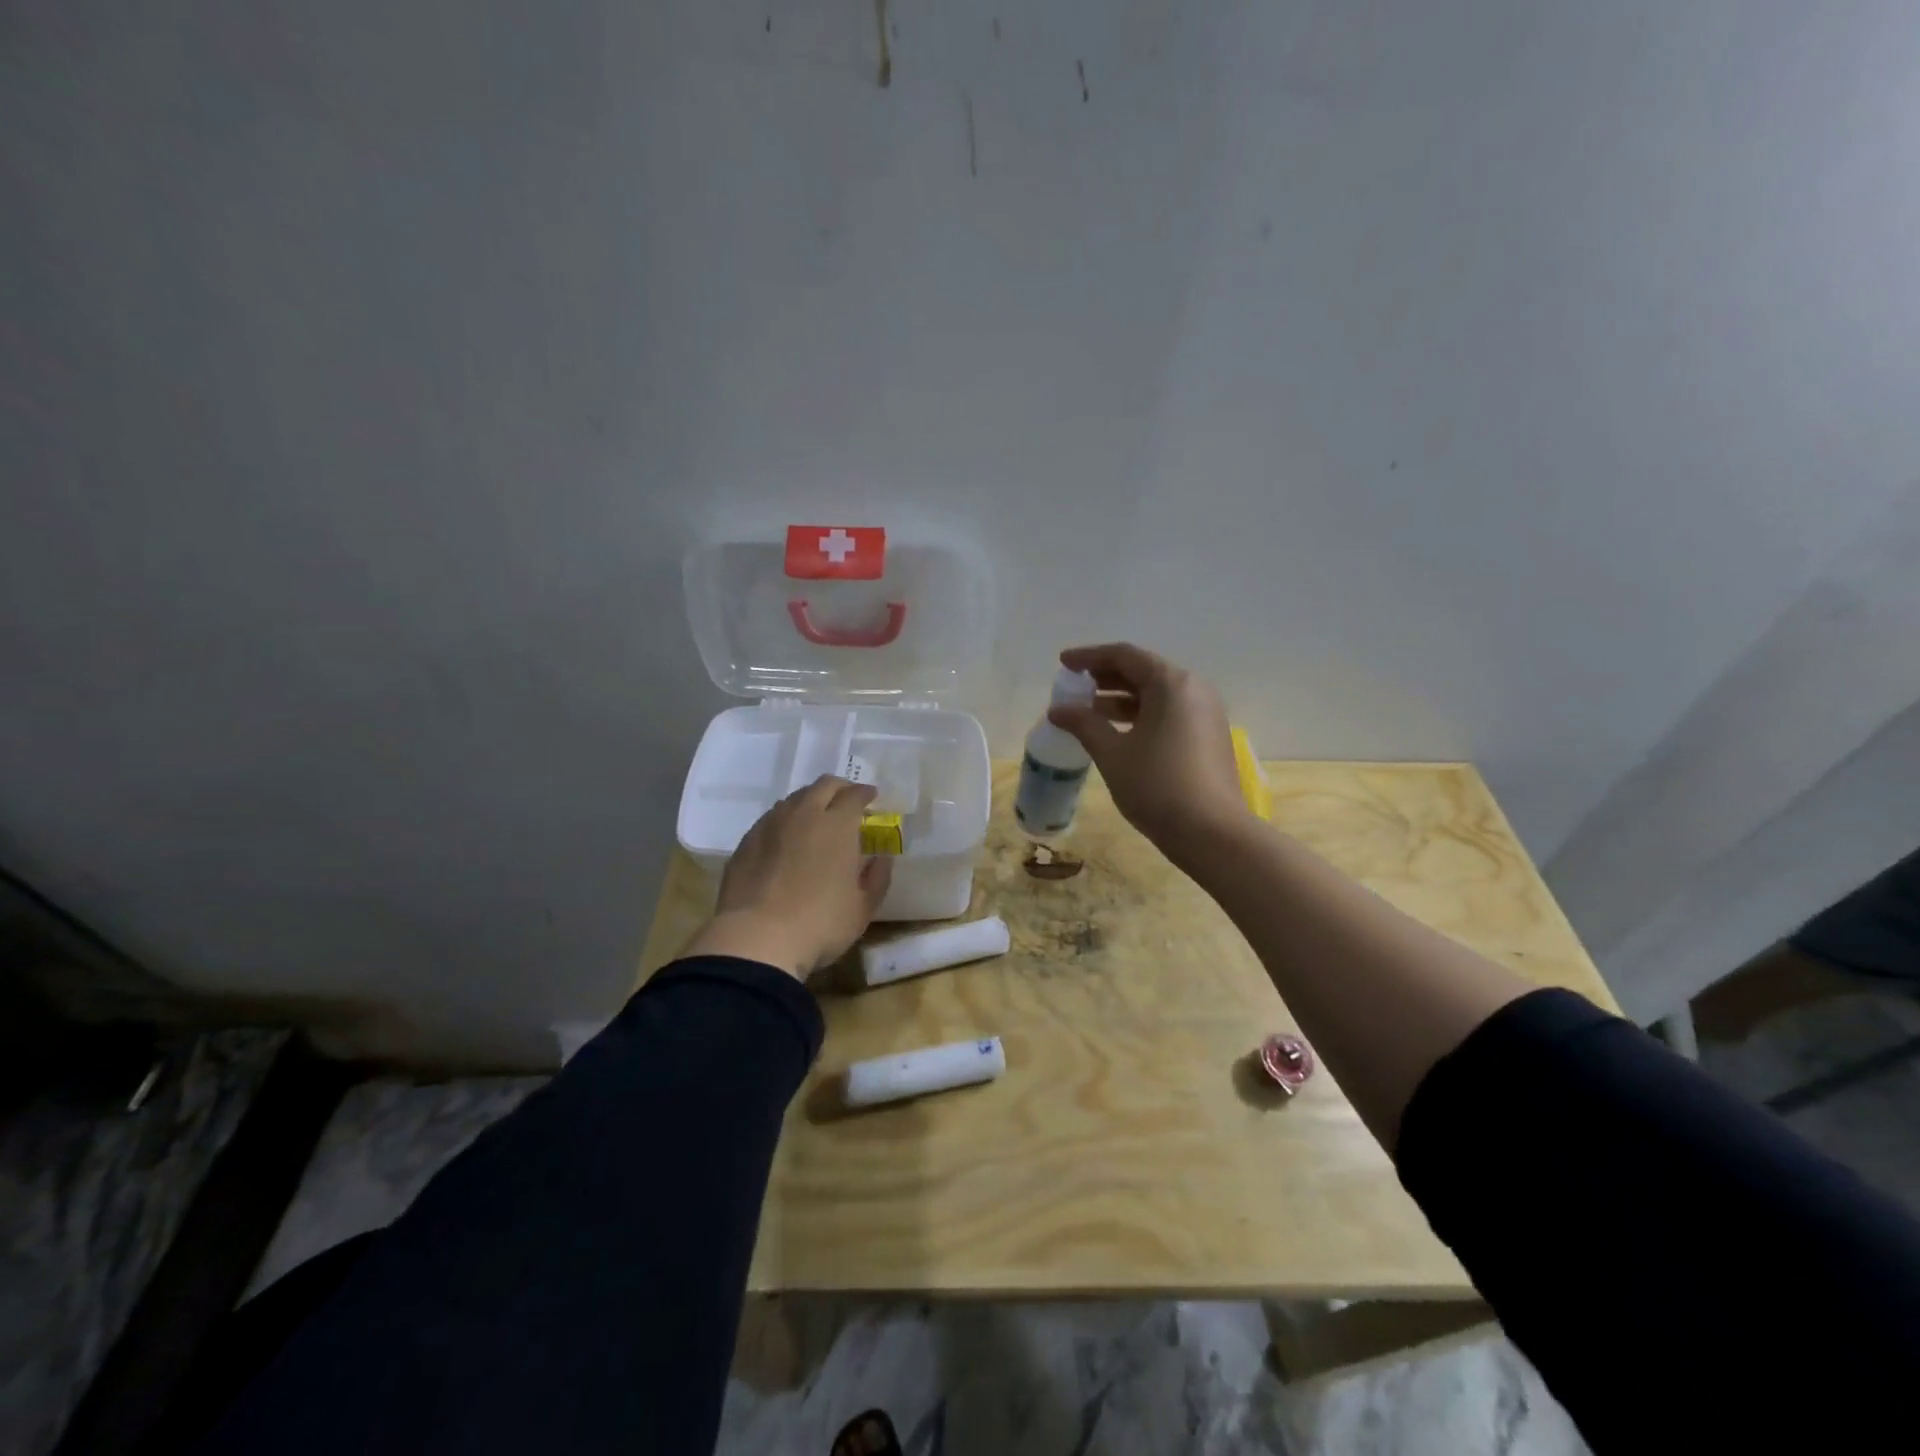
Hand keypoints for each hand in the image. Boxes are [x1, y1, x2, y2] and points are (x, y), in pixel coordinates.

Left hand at [684, 776, 893, 978]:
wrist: (757, 938)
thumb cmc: (820, 923)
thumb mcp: (863, 908)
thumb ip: (878, 877)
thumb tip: (881, 858)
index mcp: (837, 824)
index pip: (854, 795)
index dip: (865, 794)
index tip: (871, 798)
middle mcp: (804, 814)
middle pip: (823, 786)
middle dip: (839, 789)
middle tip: (846, 802)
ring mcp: (770, 825)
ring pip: (794, 799)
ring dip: (810, 802)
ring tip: (816, 820)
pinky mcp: (746, 841)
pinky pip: (771, 819)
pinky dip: (785, 822)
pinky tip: (786, 841)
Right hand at [1047, 643, 1247, 855]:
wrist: (1212, 833)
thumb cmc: (1157, 786)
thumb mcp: (1112, 753)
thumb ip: (1083, 724)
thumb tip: (1057, 710)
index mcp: (1171, 683)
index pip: (1124, 655)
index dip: (1090, 657)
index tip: (1063, 664)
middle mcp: (1193, 689)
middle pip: (1143, 671)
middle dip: (1105, 677)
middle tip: (1074, 687)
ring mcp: (1205, 713)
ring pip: (1156, 694)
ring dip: (1121, 699)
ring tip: (1089, 713)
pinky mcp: (1209, 736)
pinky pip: (1169, 713)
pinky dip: (1140, 715)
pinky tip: (1117, 734)